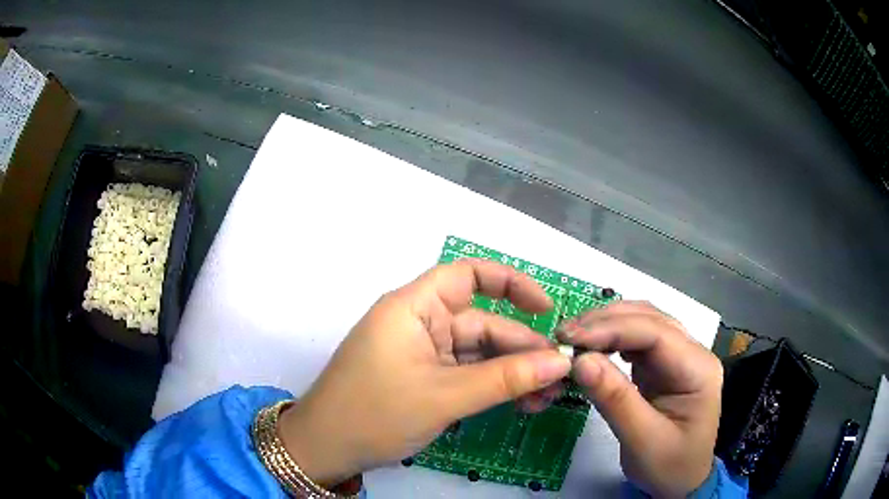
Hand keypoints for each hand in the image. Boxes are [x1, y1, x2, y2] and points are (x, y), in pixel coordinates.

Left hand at [279, 260, 571, 485]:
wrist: (326, 448)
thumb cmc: (375, 413)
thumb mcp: (445, 396)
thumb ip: (505, 379)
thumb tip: (559, 364)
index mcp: (414, 307)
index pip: (468, 275)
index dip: (511, 283)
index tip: (546, 308)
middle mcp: (419, 323)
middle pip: (482, 323)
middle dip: (522, 348)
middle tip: (560, 375)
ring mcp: (422, 354)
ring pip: (479, 353)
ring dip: (513, 373)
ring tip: (547, 396)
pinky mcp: (424, 379)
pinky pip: (467, 374)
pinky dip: (493, 387)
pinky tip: (521, 402)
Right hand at [557, 301, 722, 497]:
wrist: (681, 481)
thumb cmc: (669, 466)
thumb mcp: (642, 441)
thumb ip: (615, 400)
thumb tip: (579, 361)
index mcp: (698, 369)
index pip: (656, 333)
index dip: (613, 329)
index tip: (570, 338)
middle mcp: (692, 353)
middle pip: (650, 319)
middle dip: (606, 322)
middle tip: (564, 335)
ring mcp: (678, 356)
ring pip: (643, 323)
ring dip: (607, 325)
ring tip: (573, 338)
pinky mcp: (663, 365)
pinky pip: (637, 341)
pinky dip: (611, 339)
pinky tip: (593, 348)